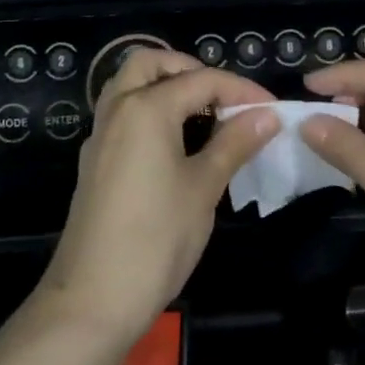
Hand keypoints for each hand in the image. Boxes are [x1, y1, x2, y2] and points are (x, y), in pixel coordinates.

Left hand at [37, 49, 278, 342]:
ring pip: (130, 85)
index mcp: (146, 107)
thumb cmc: (156, 239)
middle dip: (190, 69)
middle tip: (222, 96)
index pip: (202, 80)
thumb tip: (268, 115)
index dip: (241, 90)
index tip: (273, 109)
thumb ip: (234, 143)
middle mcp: (118, 109)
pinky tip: (175, 142)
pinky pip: (122, 113)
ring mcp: (101, 135)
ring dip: (165, 85)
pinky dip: (149, 108)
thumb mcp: (203, 188)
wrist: (92, 300)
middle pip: (151, 63)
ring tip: (203, 113)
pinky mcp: (95, 161)